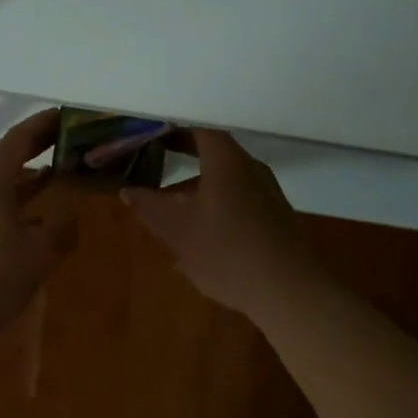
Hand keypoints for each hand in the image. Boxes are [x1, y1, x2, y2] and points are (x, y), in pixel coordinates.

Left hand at [0, 110, 76, 339]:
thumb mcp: (36, 255)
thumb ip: (60, 229)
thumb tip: (69, 214)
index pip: (20, 137)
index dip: (45, 124)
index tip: (67, 116)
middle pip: (6, 158)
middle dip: (37, 151)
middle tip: (68, 146)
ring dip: (25, 181)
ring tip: (55, 179)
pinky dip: (12, 204)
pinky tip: (27, 223)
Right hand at [123, 130, 317, 316]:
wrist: (290, 292)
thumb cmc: (228, 251)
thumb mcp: (177, 230)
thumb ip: (149, 206)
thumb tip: (127, 190)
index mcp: (226, 161)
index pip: (198, 126)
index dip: (172, 125)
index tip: (149, 130)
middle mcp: (250, 168)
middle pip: (213, 150)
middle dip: (182, 152)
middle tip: (153, 155)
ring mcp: (266, 193)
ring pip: (225, 177)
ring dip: (196, 183)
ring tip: (169, 201)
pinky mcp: (274, 217)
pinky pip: (237, 197)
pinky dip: (213, 201)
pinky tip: (197, 232)